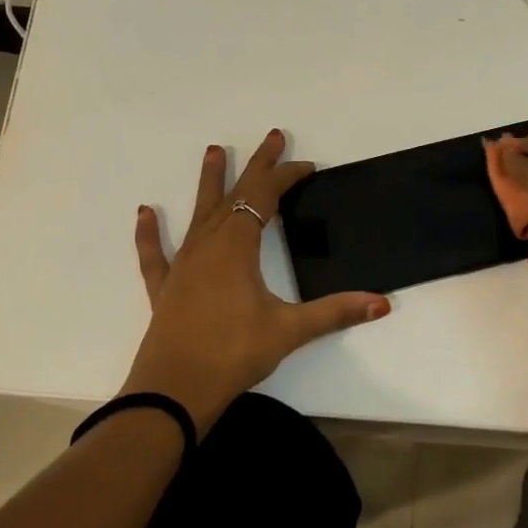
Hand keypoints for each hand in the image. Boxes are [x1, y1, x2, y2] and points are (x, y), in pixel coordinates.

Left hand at [124, 129, 390, 430]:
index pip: (265, 197)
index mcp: (237, 247)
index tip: (307, 166)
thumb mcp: (289, 330)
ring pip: (198, 214)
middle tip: (271, 136)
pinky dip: (151, 233)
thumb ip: (335, 312)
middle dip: (255, 166)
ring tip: (213, 152)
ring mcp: (183, 266)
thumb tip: (381, 303)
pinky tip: (145, 213)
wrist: (174, 390)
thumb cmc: (233, 353)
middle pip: (234, 194)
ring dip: (208, 183)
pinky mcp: (166, 288)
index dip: (286, 177)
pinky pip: (157, 253)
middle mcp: (208, 246)